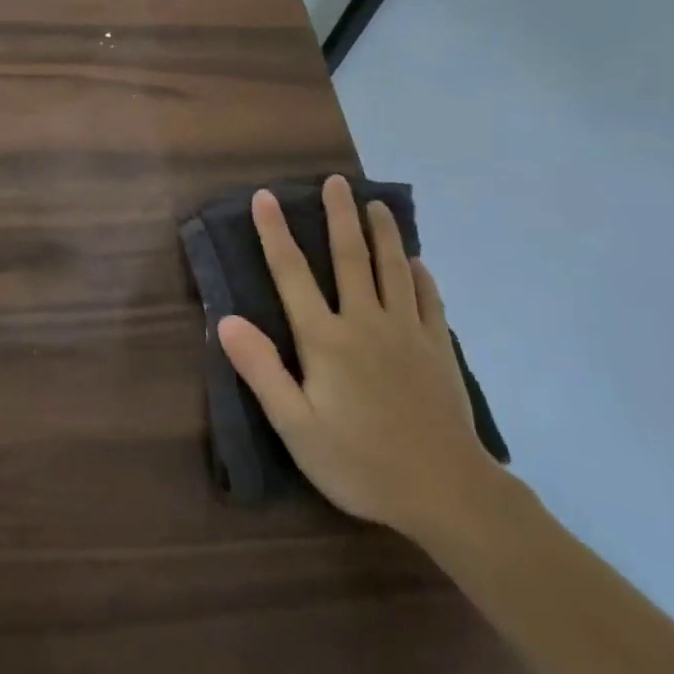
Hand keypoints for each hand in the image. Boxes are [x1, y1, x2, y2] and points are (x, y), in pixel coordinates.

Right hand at [217, 177, 495, 541]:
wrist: (446, 492)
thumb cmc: (360, 462)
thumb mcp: (296, 427)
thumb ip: (261, 370)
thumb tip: (227, 320)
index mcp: (326, 339)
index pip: (293, 274)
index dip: (275, 233)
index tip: (265, 197)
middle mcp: (365, 322)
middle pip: (351, 258)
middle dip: (339, 216)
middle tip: (336, 181)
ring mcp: (407, 333)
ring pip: (394, 269)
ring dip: (383, 233)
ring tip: (376, 203)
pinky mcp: (438, 349)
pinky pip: (429, 300)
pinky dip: (421, 275)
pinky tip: (417, 263)